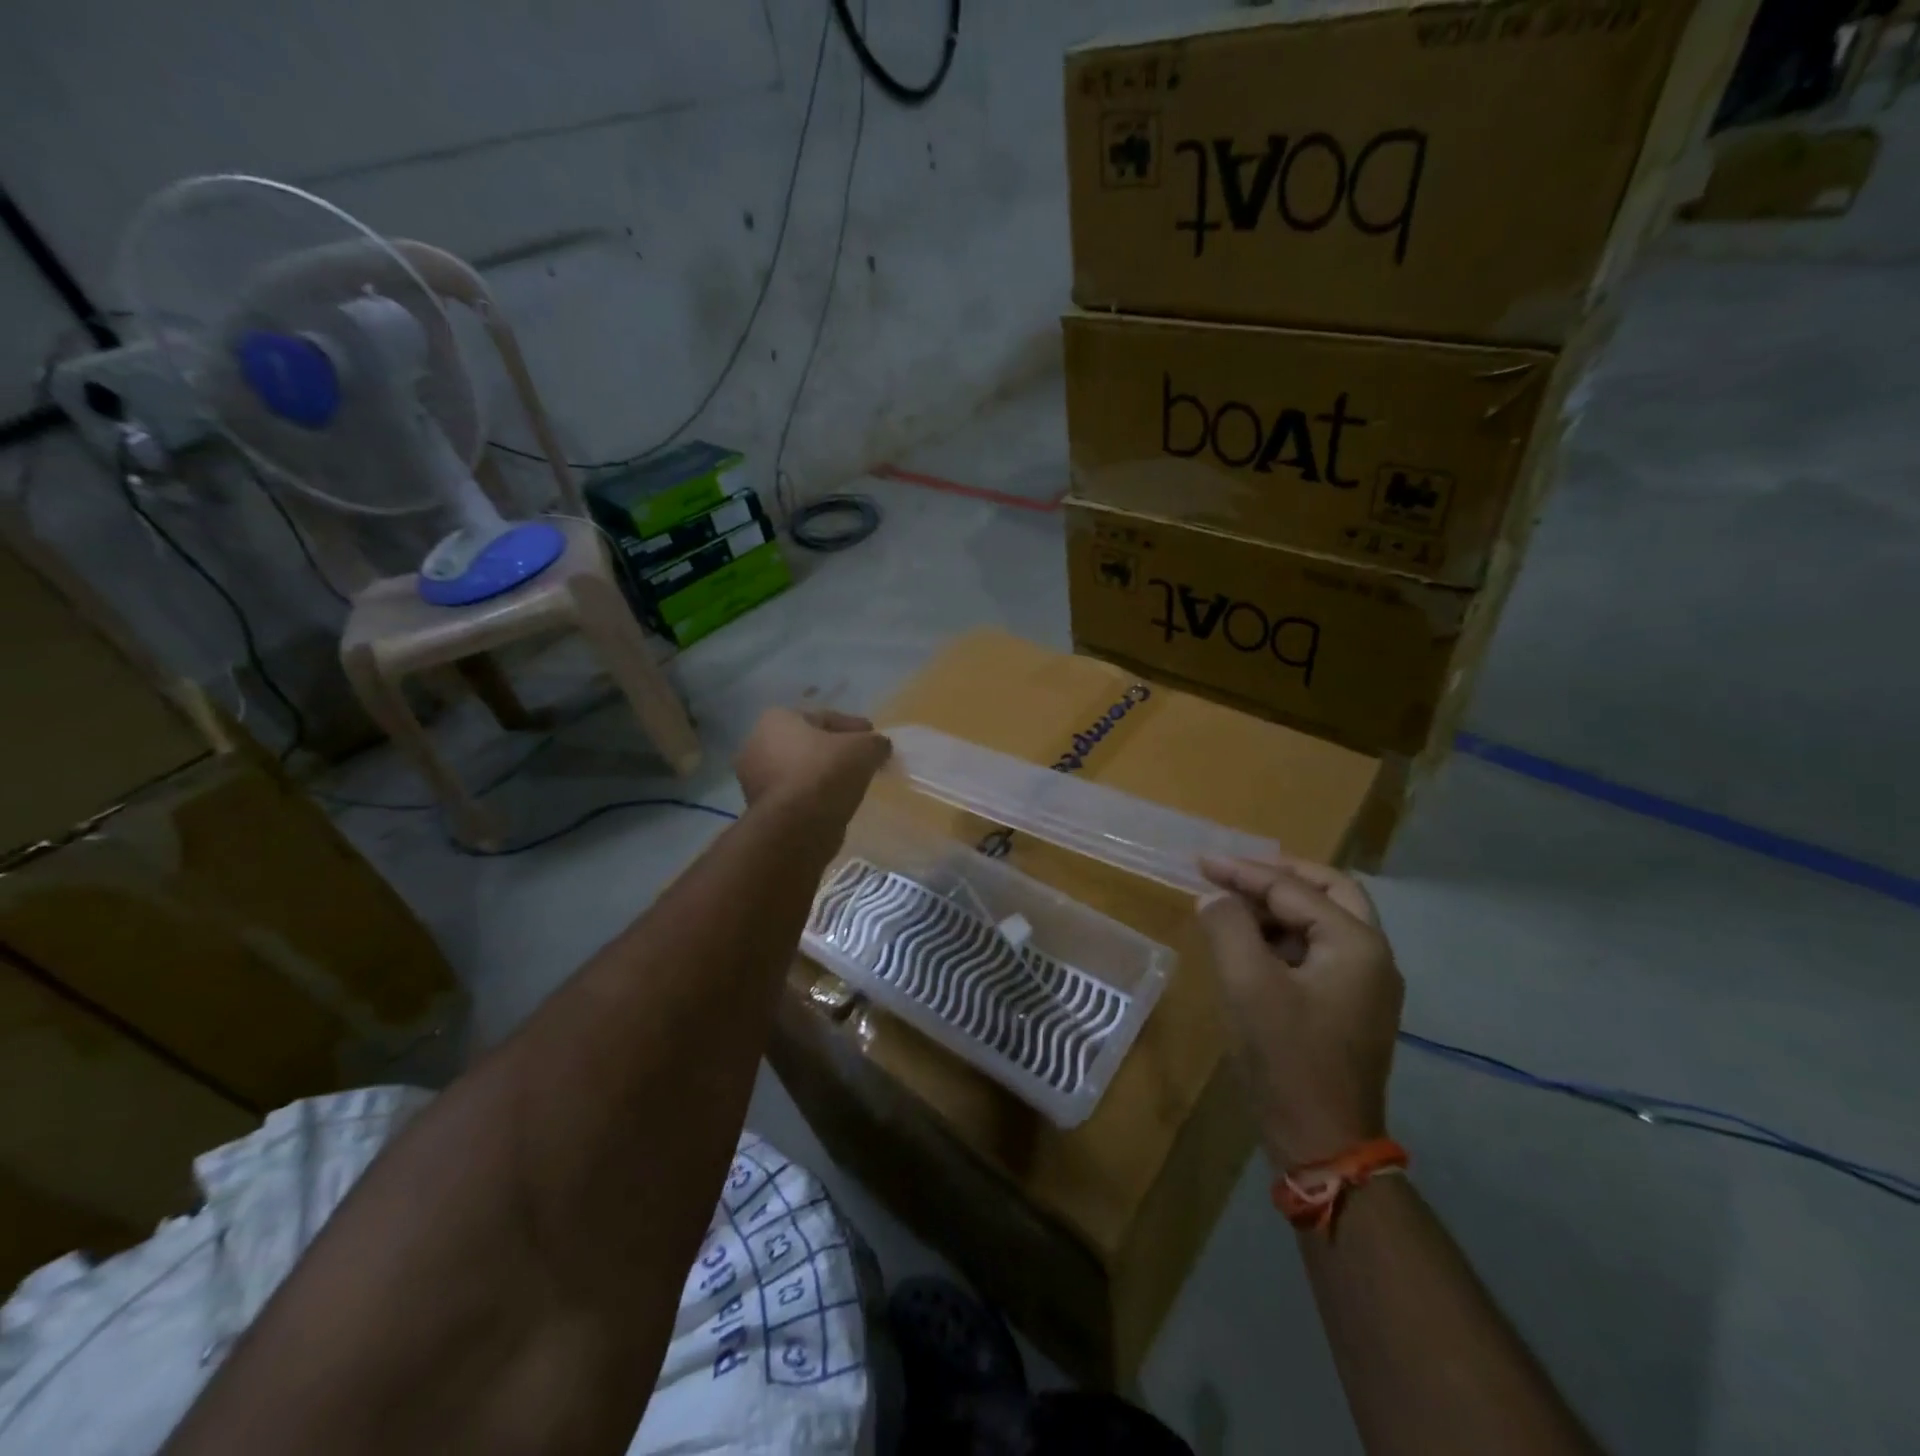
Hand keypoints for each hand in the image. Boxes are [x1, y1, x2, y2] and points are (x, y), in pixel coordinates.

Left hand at [734, 708, 891, 822]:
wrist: (797, 826)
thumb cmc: (826, 773)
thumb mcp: (864, 749)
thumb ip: (876, 742)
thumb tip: (880, 747)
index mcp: (777, 719)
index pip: (824, 718)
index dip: (854, 727)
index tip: (874, 739)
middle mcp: (757, 745)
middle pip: (809, 744)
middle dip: (835, 751)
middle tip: (863, 760)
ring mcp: (755, 779)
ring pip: (801, 771)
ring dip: (824, 775)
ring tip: (852, 783)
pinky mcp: (761, 809)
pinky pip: (796, 794)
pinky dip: (815, 795)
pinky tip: (836, 801)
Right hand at [1196, 854, 1403, 1169]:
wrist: (1323, 1141)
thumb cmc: (1287, 1057)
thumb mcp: (1248, 984)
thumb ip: (1228, 926)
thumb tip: (1214, 897)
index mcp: (1355, 943)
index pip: (1293, 889)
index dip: (1243, 872)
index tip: (1200, 862)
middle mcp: (1373, 955)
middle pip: (1329, 891)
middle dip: (1280, 875)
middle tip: (1235, 871)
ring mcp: (1367, 983)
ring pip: (1326, 920)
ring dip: (1282, 905)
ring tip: (1235, 905)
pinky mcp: (1352, 1006)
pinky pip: (1320, 950)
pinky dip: (1287, 935)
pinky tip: (1252, 944)